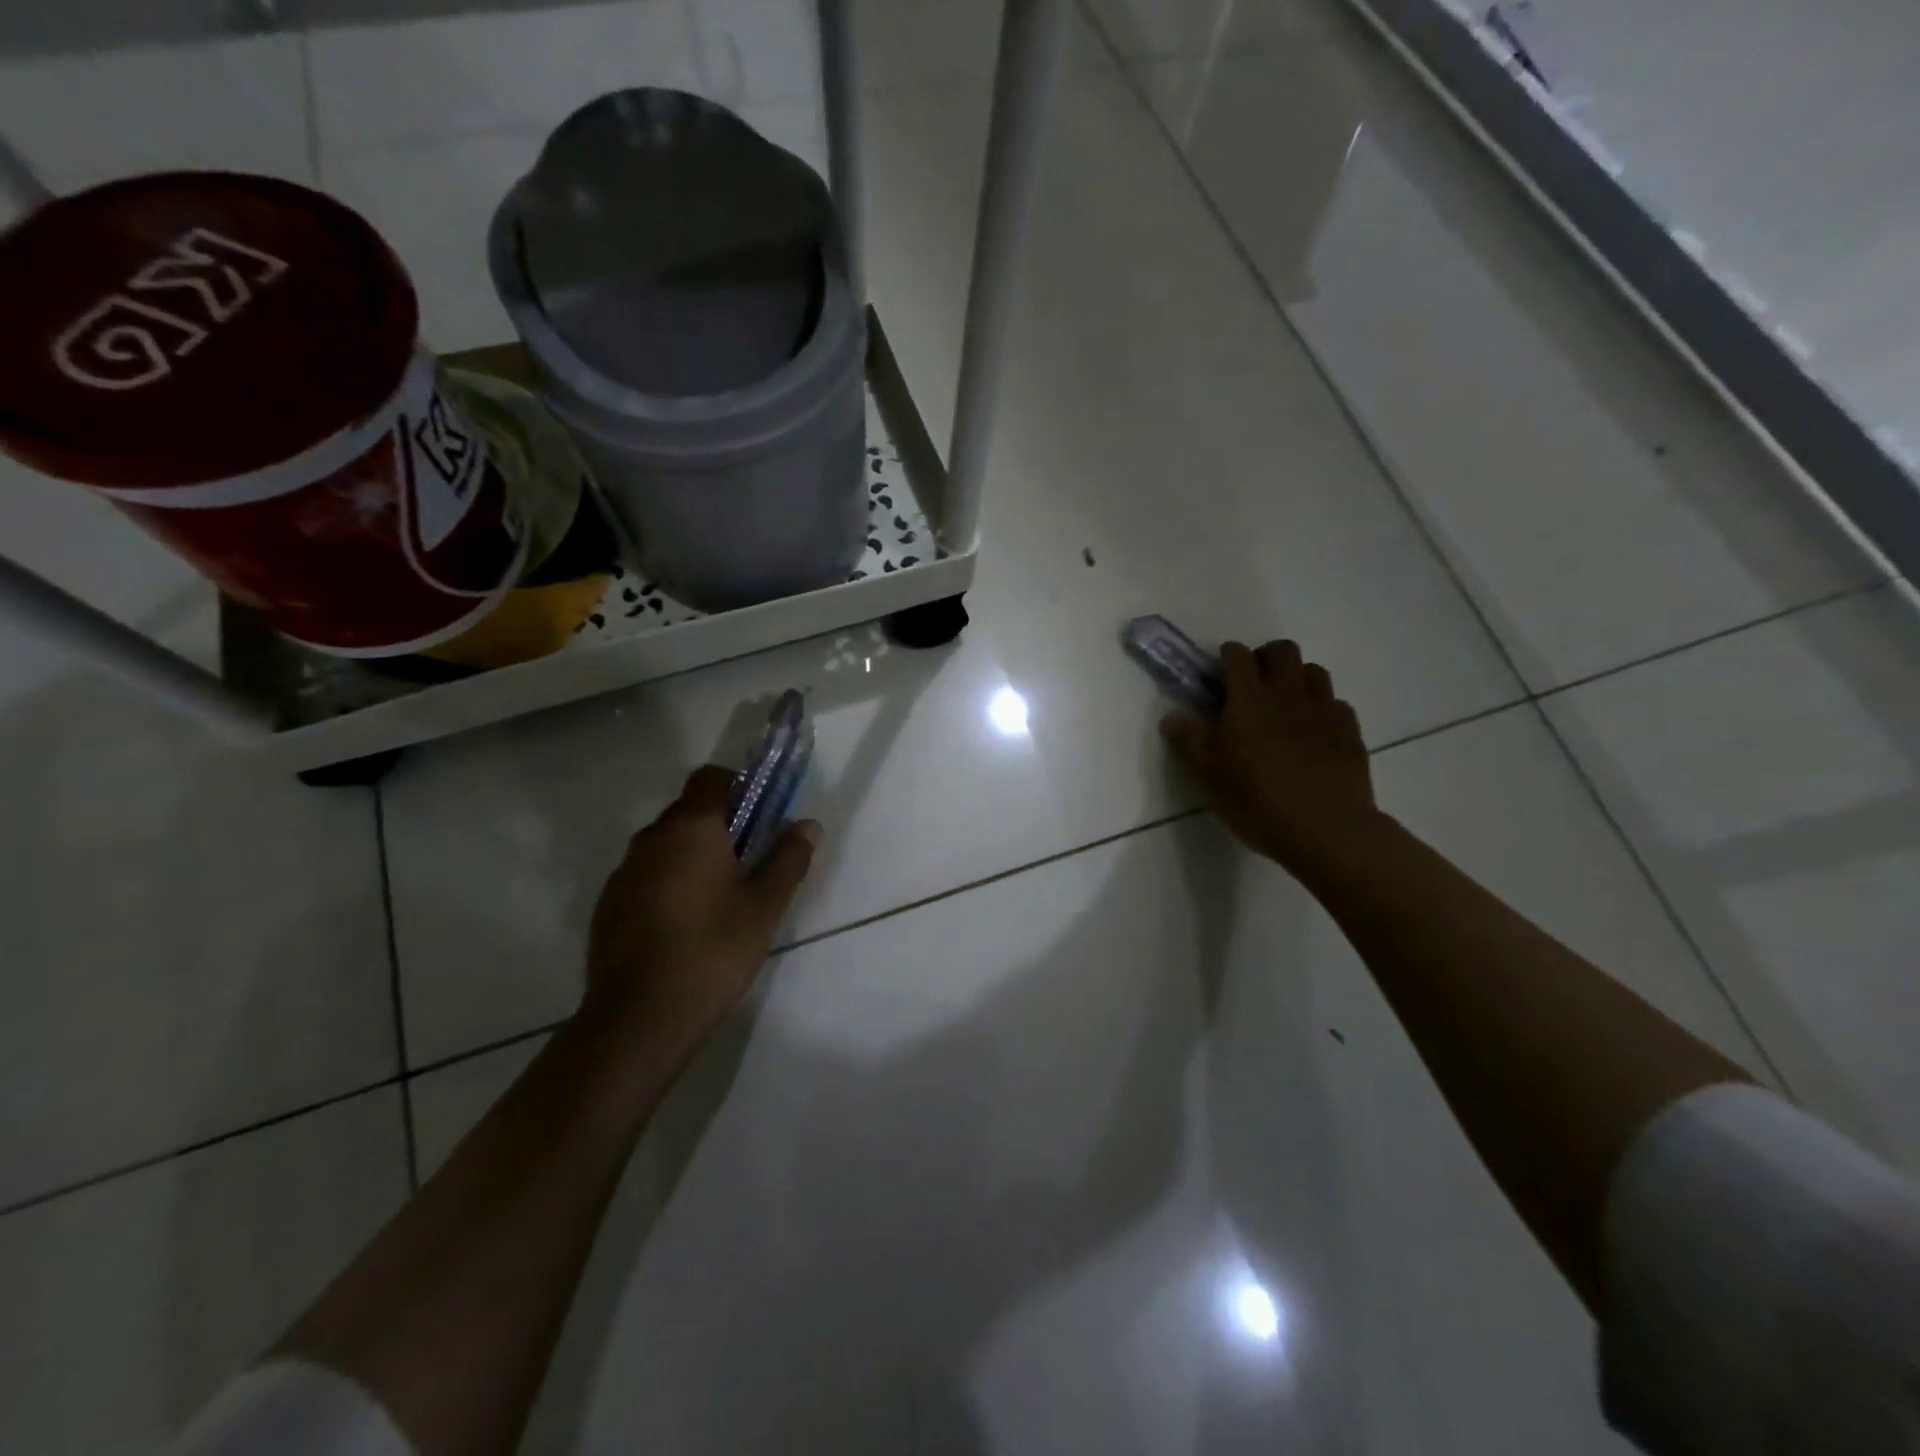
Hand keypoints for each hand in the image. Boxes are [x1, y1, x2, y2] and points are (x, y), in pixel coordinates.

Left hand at [583, 765, 818, 1064]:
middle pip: (688, 811)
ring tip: (718, 897)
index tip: (760, 815)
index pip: (710, 778)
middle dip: (720, 824)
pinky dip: (667, 882)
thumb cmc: (713, 950)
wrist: (640, 1018)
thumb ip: (788, 858)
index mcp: (690, 828)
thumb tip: (808, 825)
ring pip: (665, 845)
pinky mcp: (608, 906)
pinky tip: (684, 924)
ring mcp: (623, 873)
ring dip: (692, 855)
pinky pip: (645, 875)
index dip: (738, 786)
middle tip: (749, 861)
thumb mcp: (765, 906)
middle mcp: (651, 839)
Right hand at [1162, 640, 1379, 877]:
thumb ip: (1189, 743)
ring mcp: (1323, 710)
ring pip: (1314, 671)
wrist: (1327, 831)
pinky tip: (1314, 731)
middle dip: (1265, 657)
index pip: (1238, 657)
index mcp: (1248, 702)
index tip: (1219, 672)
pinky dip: (1322, 707)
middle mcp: (1287, 696)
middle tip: (1253, 683)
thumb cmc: (1258, 804)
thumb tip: (1172, 716)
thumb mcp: (1210, 779)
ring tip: (1285, 704)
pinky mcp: (1350, 730)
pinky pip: (1336, 703)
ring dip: (1297, 677)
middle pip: (1282, 651)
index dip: (1227, 656)